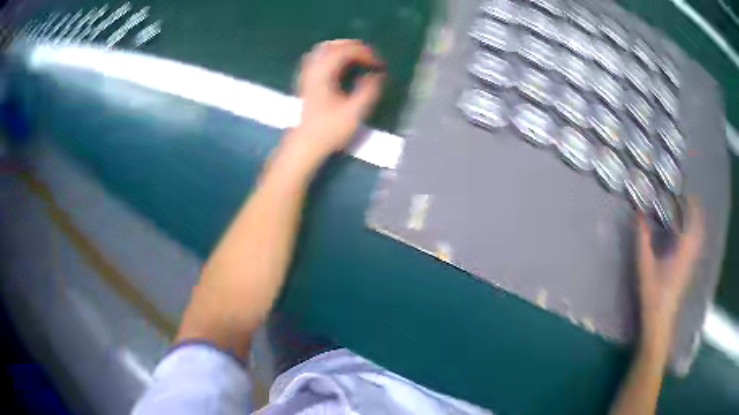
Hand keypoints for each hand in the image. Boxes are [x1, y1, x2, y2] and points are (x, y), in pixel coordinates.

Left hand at [293, 39, 384, 158]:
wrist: (305, 145)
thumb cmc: (329, 130)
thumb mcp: (354, 112)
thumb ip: (368, 91)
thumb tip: (377, 75)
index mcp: (324, 74)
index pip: (345, 51)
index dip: (365, 53)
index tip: (378, 64)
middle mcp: (313, 70)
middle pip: (331, 45)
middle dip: (353, 46)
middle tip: (369, 56)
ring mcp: (307, 75)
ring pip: (322, 50)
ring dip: (341, 49)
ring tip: (357, 57)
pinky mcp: (306, 83)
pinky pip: (317, 59)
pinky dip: (331, 56)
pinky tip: (339, 66)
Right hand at [636, 196, 703, 347]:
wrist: (660, 320)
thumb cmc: (654, 293)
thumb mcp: (645, 265)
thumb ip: (642, 238)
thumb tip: (638, 213)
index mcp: (684, 249)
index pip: (692, 219)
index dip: (691, 203)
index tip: (684, 190)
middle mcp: (691, 253)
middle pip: (699, 226)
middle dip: (696, 210)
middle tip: (687, 198)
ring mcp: (692, 262)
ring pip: (699, 236)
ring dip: (696, 221)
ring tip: (688, 212)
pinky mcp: (689, 269)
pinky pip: (696, 244)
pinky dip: (695, 233)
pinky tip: (687, 234)